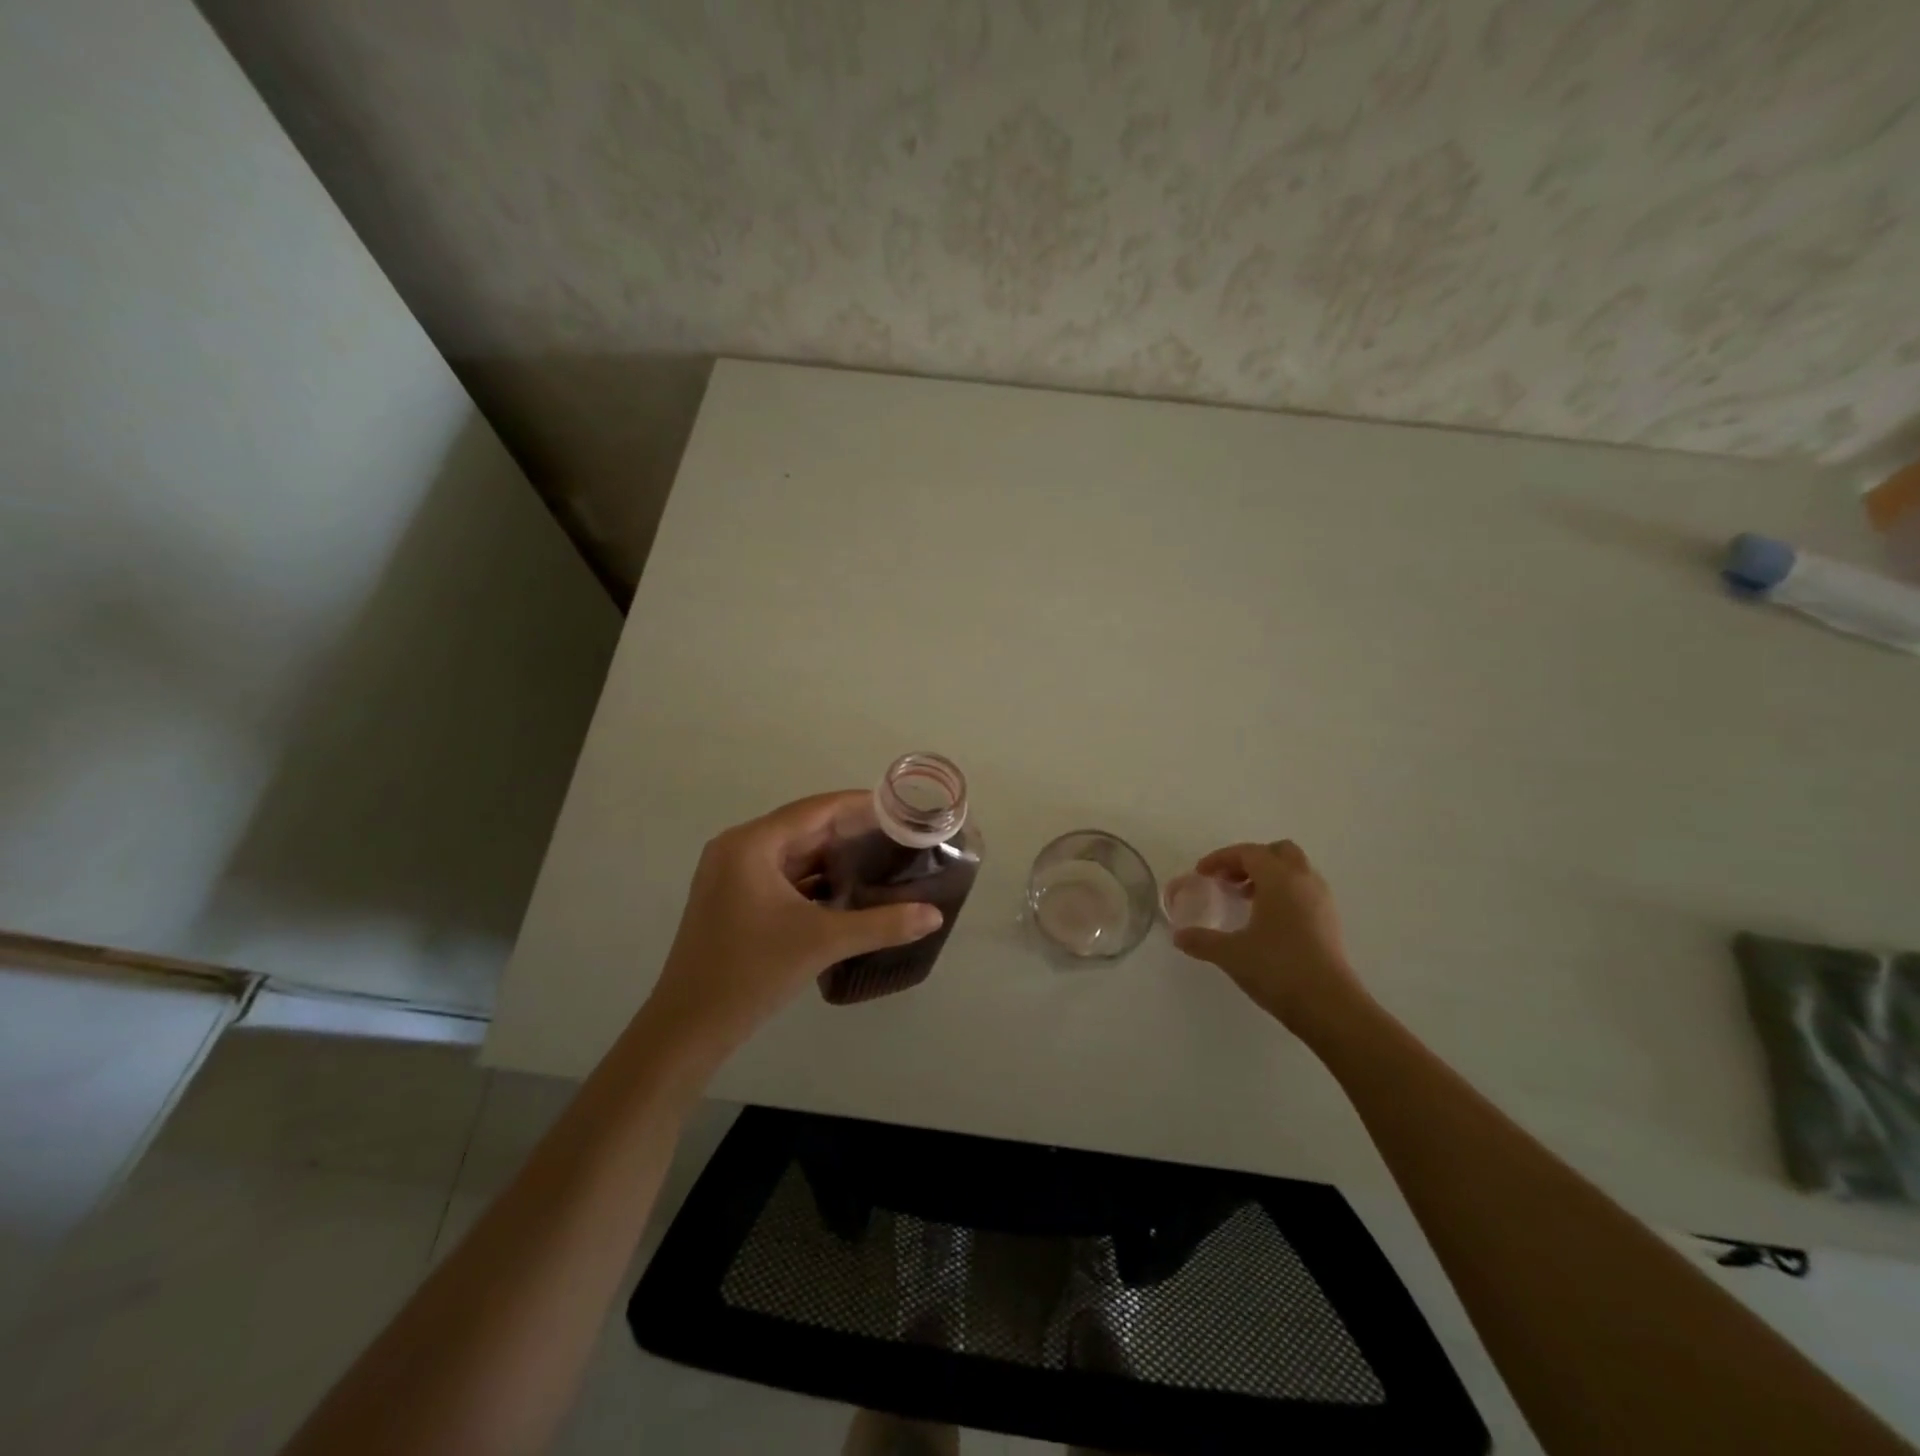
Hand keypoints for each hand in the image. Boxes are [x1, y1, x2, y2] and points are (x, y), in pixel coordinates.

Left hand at [640, 792, 942, 1063]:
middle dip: (851, 831)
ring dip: (833, 856)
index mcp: (751, 844)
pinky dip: (814, 878)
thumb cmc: (750, 973)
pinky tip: (848, 888)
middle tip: (899, 834)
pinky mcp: (733, 899)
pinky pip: (782, 875)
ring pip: (794, 853)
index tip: (900, 807)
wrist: (688, 1028)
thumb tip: (934, 915)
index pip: (815, 809)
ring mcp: (732, 875)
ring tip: (882, 857)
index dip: (860, 805)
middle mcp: (738, 848)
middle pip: (805, 827)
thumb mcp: (821, 942)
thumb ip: (881, 924)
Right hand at [1170, 840, 1365, 1032]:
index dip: (1221, 858)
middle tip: (1229, 879)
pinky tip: (1266, 920)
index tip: (1201, 873)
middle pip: (1278, 852)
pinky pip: (1304, 891)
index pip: (1248, 852)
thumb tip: (1179, 937)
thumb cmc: (1277, 968)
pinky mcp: (1330, 922)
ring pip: (1295, 871)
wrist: (1329, 1005)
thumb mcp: (1230, 954)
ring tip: (1245, 899)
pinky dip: (1284, 893)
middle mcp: (1303, 881)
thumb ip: (1201, 940)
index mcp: (1279, 879)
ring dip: (1269, 876)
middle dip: (1251, 860)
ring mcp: (1322, 901)